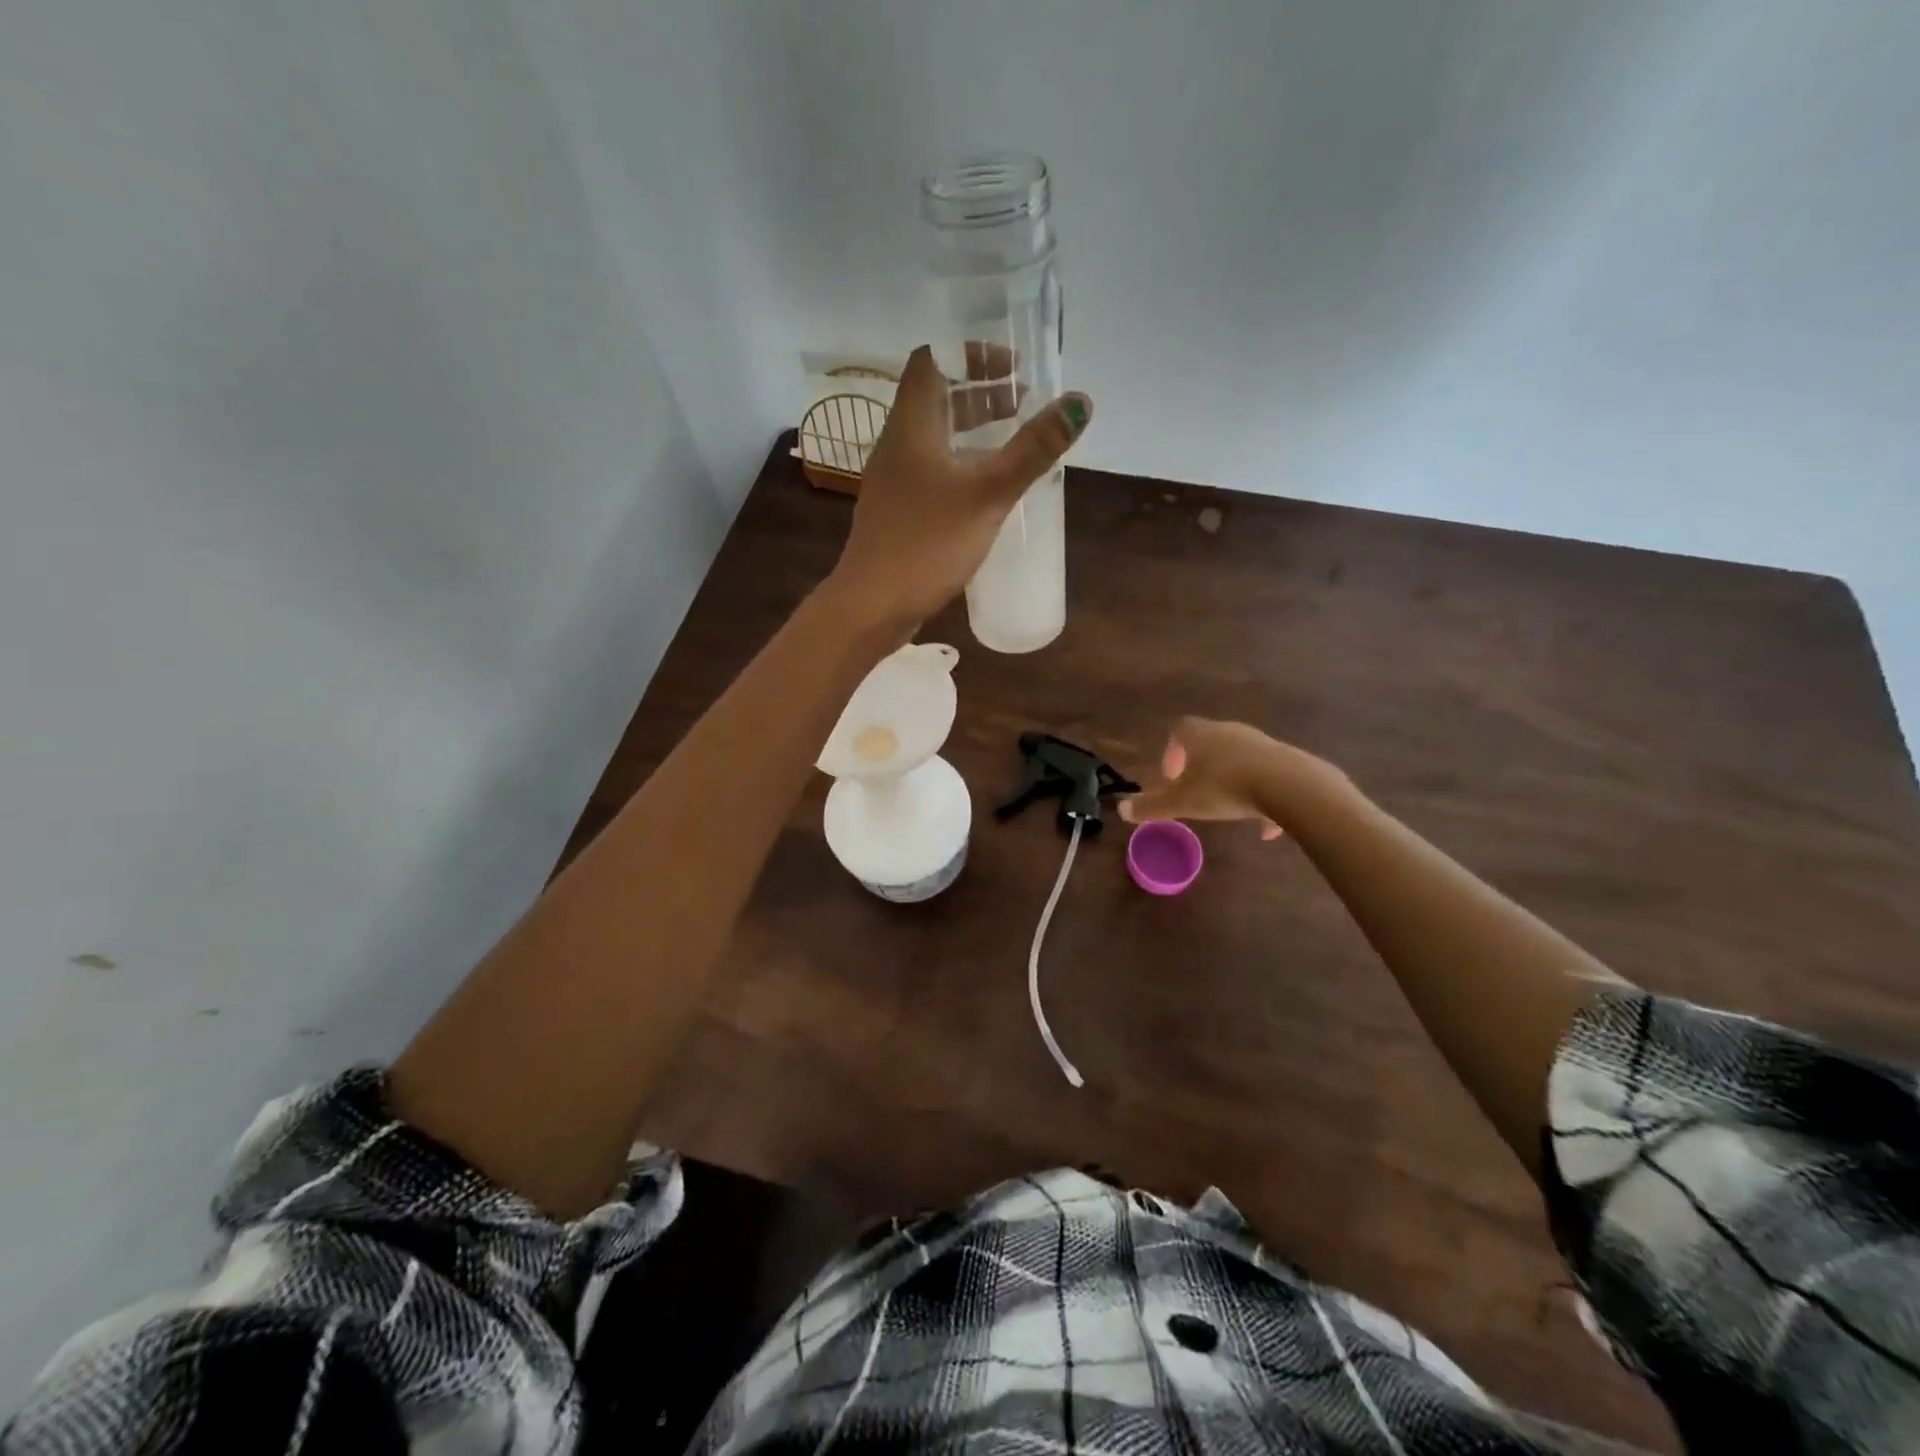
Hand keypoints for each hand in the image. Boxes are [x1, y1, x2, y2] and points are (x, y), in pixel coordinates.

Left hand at [826, 345, 1091, 628]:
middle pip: (936, 398)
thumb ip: (1033, 449)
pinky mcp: (899, 512)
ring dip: (973, 430)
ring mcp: (895, 481)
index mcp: (911, 425)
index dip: (971, 353)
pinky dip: (962, 464)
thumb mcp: (988, 493)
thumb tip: (1079, 402)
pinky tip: (987, 489)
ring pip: (935, 438)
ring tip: (1014, 441)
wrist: (872, 605)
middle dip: (980, 392)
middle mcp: (897, 445)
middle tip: (1024, 401)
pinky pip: (933, 471)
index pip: (932, 360)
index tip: (1013, 365)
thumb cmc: (927, 543)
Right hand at [1120, 717, 1341, 839]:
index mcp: (1199, 735)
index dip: (1171, 753)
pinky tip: (1266, 827)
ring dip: (1230, 781)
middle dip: (1200, 767)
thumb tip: (1121, 810)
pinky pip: (1265, 775)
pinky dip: (1261, 795)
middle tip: (1196, 793)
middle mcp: (1228, 730)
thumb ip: (1151, 806)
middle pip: (1208, 743)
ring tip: (1230, 809)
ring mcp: (1259, 742)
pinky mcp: (1285, 758)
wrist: (1288, 786)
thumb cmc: (1224, 788)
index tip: (1172, 779)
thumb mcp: (1182, 802)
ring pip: (1238, 760)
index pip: (1178, 732)